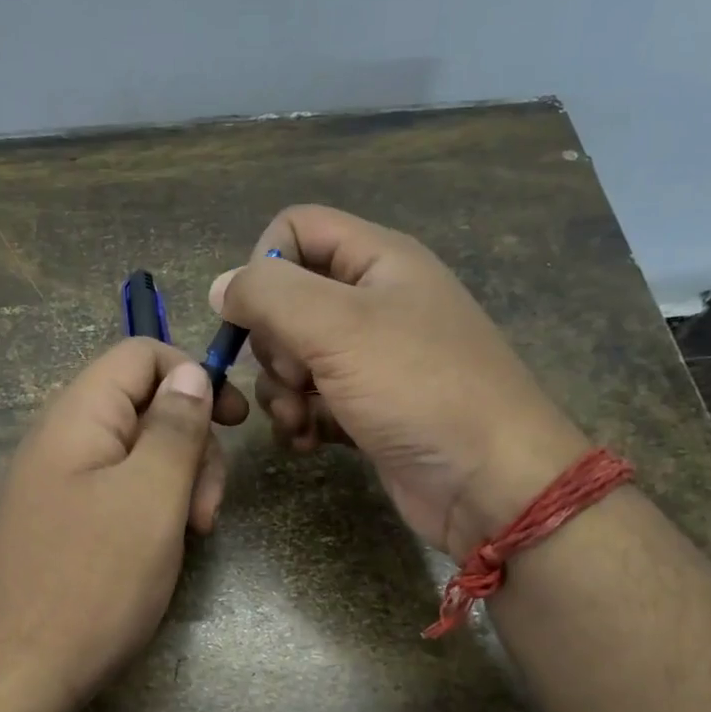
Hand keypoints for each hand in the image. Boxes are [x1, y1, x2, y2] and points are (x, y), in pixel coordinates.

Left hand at [0, 339, 248, 711]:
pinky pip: (116, 493)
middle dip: (191, 445)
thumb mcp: (151, 497)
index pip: (139, 355)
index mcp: (78, 416)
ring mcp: (57, 484)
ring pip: (135, 455)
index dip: (193, 375)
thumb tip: (190, 373)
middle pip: (143, 407)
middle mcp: (61, 439)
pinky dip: (151, 510)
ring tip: (190, 535)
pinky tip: (162, 550)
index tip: (235, 422)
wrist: (15, 675)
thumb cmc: (93, 580)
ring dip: (177, 483)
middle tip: (207, 509)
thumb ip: (175, 427)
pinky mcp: (60, 523)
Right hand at [211, 204, 590, 560]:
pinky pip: (311, 401)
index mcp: (377, 260)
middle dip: (272, 344)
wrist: (488, 482)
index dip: (264, 265)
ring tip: (297, 421)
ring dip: (280, 392)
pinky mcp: (367, 409)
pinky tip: (307, 442)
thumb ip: (268, 294)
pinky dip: (300, 420)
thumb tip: (221, 286)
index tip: (258, 316)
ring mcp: (372, 360)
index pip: (295, 229)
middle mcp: (374, 302)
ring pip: (293, 357)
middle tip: (294, 375)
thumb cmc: (417, 388)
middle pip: (287, 300)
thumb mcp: (336, 326)